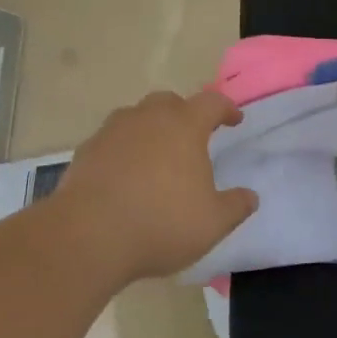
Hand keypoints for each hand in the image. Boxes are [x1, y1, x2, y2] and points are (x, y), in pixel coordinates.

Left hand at [49, 89, 258, 284]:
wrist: (88, 235)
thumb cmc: (161, 223)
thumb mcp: (212, 223)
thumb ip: (236, 206)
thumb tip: (250, 196)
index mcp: (184, 126)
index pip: (211, 103)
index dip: (226, 108)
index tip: (234, 119)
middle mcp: (147, 118)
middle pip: (169, 102)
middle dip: (184, 113)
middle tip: (192, 136)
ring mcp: (112, 131)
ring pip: (136, 117)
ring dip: (150, 129)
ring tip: (157, 156)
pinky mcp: (86, 150)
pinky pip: (112, 141)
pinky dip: (123, 150)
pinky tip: (125, 175)